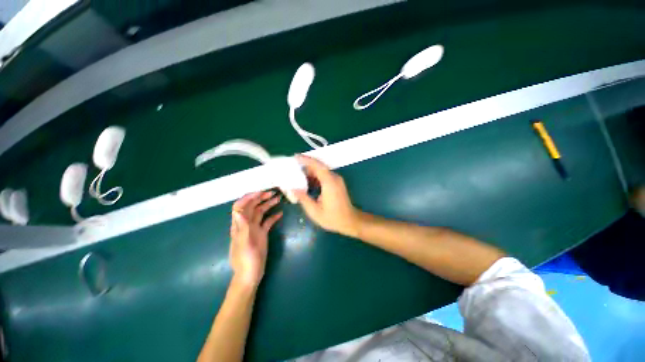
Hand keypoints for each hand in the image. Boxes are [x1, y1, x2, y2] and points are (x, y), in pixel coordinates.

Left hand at [229, 191, 282, 288]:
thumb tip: (239, 211)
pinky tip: (280, 214)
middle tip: (273, 193)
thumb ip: (242, 227)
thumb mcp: (244, 243)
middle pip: (252, 207)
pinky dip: (273, 216)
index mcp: (239, 225)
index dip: (248, 197)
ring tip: (278, 199)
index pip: (240, 206)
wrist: (250, 275)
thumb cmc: (246, 260)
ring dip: (268, 205)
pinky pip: (267, 222)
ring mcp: (254, 229)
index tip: (260, 192)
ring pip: (260, 213)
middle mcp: (246, 224)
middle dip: (260, 198)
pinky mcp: (261, 234)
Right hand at [293, 155, 360, 236]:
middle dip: (306, 167)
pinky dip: (315, 178)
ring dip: (310, 173)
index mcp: (329, 182)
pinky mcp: (337, 183)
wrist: (350, 221)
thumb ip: (303, 198)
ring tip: (297, 178)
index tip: (295, 157)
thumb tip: (292, 189)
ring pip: (321, 171)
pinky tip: (307, 184)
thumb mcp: (314, 211)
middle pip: (319, 167)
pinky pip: (325, 176)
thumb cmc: (333, 218)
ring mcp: (337, 180)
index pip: (317, 165)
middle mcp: (334, 178)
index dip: (306, 160)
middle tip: (293, 169)